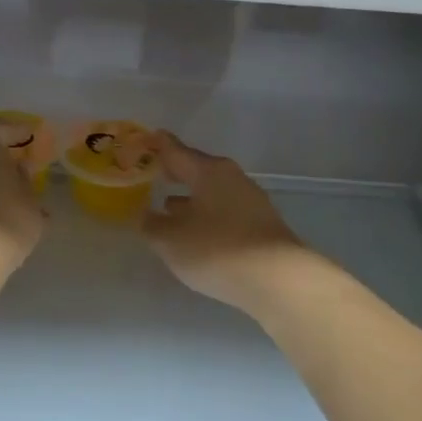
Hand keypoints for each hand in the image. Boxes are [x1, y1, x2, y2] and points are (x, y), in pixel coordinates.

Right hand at [142, 133, 312, 313]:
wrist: (278, 280)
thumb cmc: (217, 249)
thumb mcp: (170, 240)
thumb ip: (151, 225)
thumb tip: (143, 216)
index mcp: (208, 171)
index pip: (176, 151)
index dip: (157, 146)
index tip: (145, 139)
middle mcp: (232, 179)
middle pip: (197, 170)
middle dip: (174, 173)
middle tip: (152, 172)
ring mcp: (251, 202)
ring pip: (212, 192)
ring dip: (190, 198)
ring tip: (168, 205)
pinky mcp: (261, 226)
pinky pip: (225, 212)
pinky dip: (206, 216)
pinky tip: (197, 232)